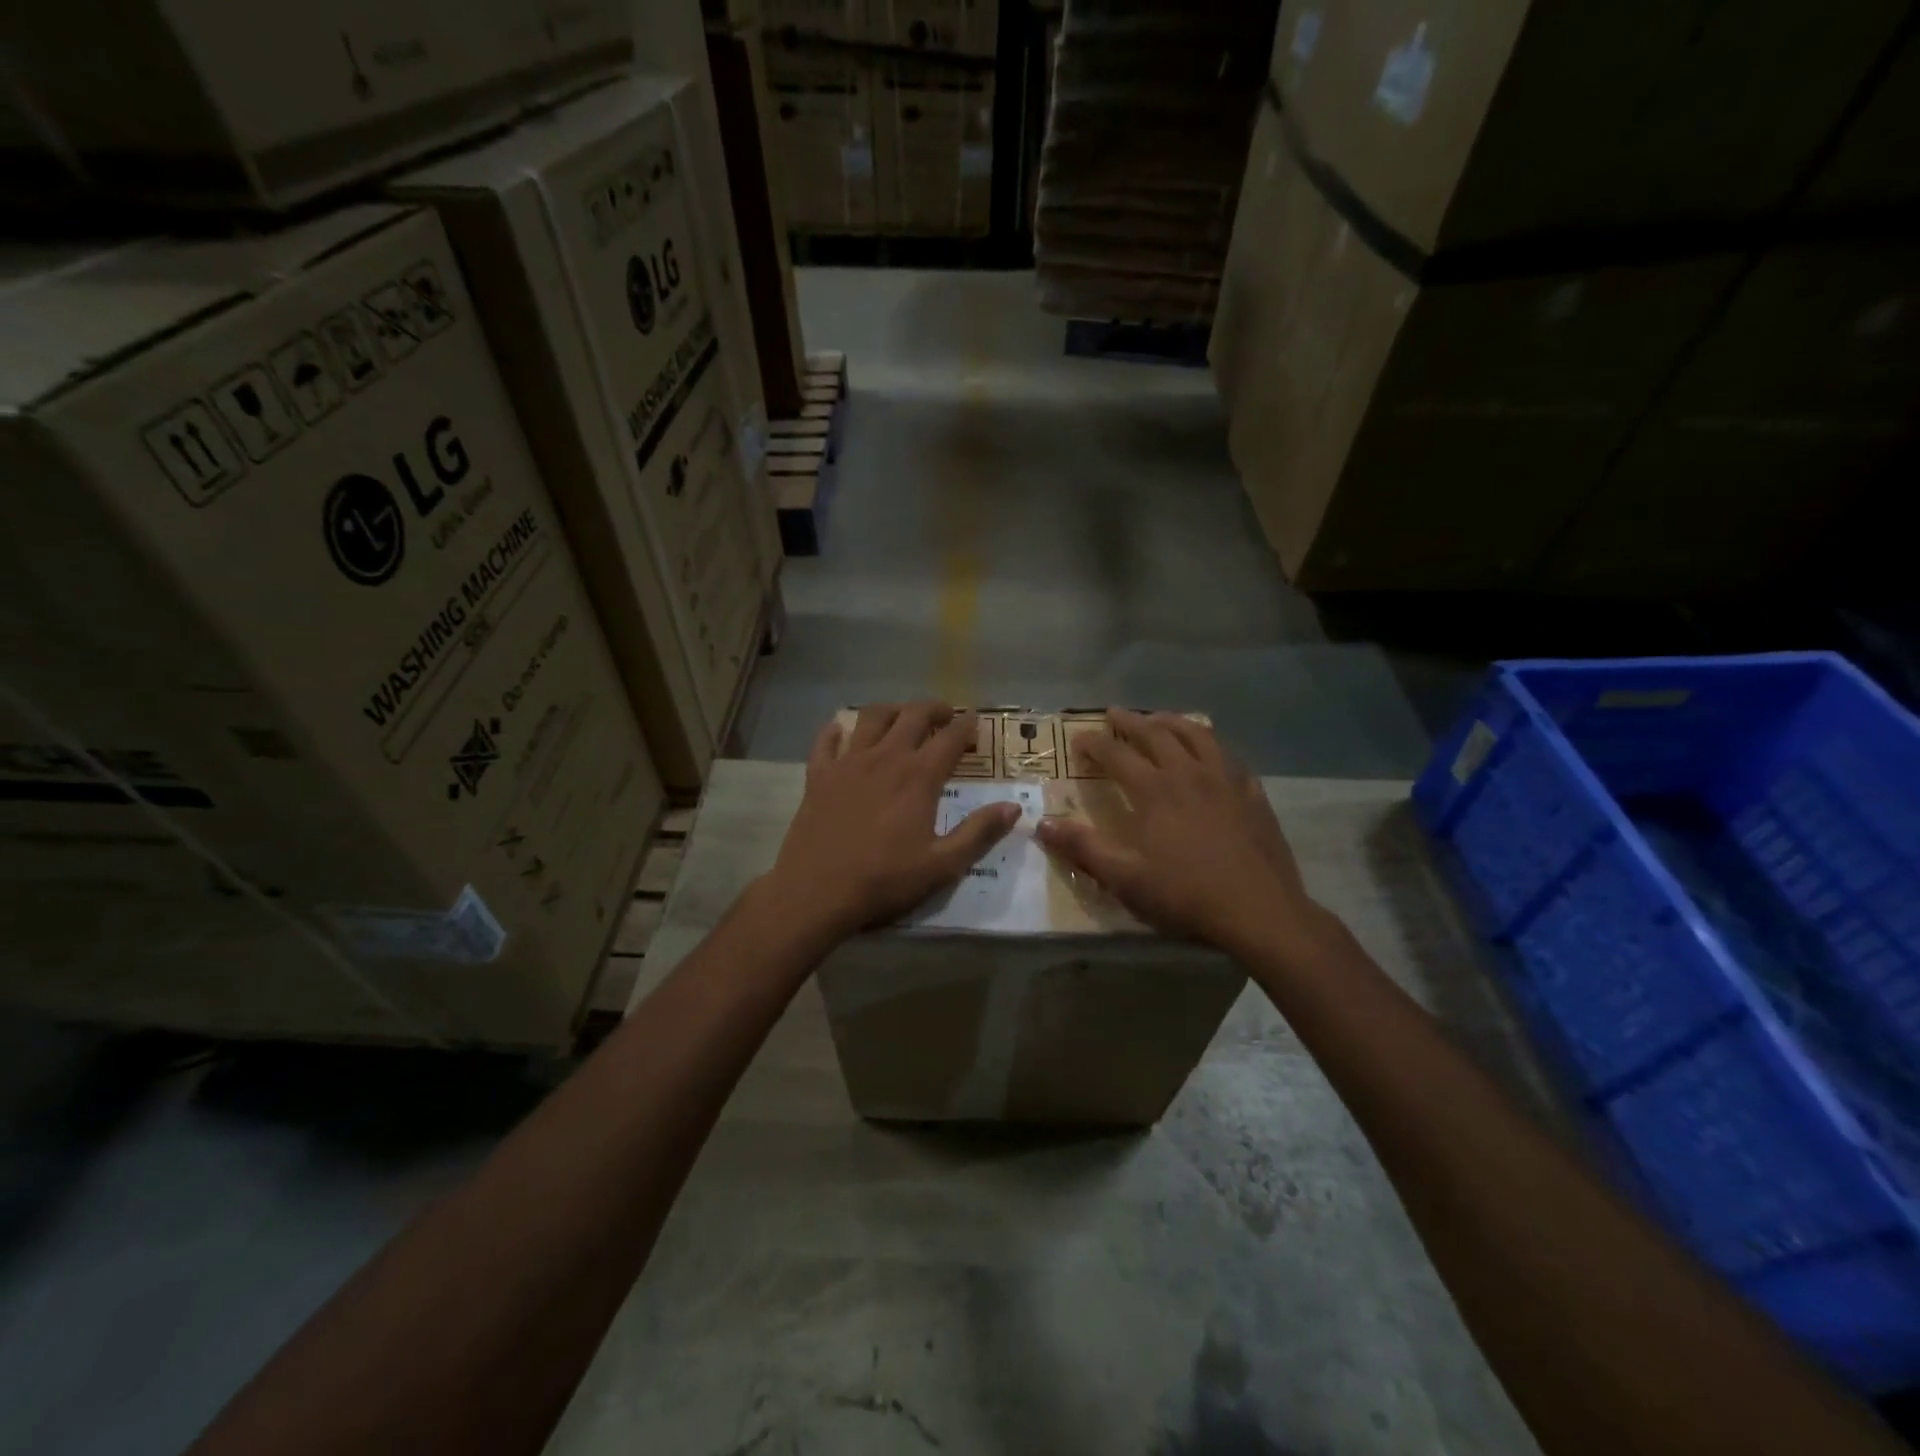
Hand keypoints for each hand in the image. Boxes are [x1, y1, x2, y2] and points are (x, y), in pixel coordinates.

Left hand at [762, 703, 1019, 939]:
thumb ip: (979, 833)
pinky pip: (827, 741)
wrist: (816, 892)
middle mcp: (885, 758)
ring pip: (871, 717)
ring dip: (892, 710)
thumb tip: (1013, 807)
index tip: (975, 720)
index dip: (966, 726)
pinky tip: (841, 731)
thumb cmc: (884, 881)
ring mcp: (848, 763)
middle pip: (912, 716)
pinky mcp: (818, 775)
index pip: (949, 739)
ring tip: (901, 716)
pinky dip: (837, 730)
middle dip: (933, 709)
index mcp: (918, 777)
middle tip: (945, 714)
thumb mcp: (942, 865)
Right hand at [1035, 709, 1317, 950]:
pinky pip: (1229, 756)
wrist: (1258, 911)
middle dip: (1131, 721)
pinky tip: (1210, 752)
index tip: (1078, 738)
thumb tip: (1041, 824)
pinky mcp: (1252, 794)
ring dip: (1173, 721)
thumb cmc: (1184, 895)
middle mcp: (1188, 773)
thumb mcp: (1124, 877)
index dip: (1094, 744)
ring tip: (1159, 718)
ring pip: (1197, 735)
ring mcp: (1225, 780)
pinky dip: (1212, 745)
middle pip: (1156, 734)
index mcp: (1154, 790)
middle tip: (1114, 714)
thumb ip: (1082, 847)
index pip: (1116, 754)